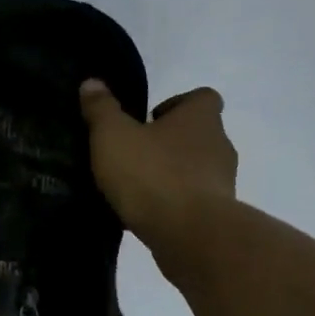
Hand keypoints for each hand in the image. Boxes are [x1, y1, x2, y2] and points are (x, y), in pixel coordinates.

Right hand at [80, 80, 238, 244]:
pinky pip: (193, 201)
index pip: (201, 98)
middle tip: (135, 155)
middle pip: (198, 134)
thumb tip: (92, 82)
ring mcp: (223, 182)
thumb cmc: (151, 174)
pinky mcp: (217, 214)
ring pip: (197, 169)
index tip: (149, 120)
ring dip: (172, 174)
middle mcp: (219, 144)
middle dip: (170, 143)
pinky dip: (174, 203)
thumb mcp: (113, 136)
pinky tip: (146, 214)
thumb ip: (102, 109)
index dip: (177, 105)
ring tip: (137, 188)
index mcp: (200, 118)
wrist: (189, 233)